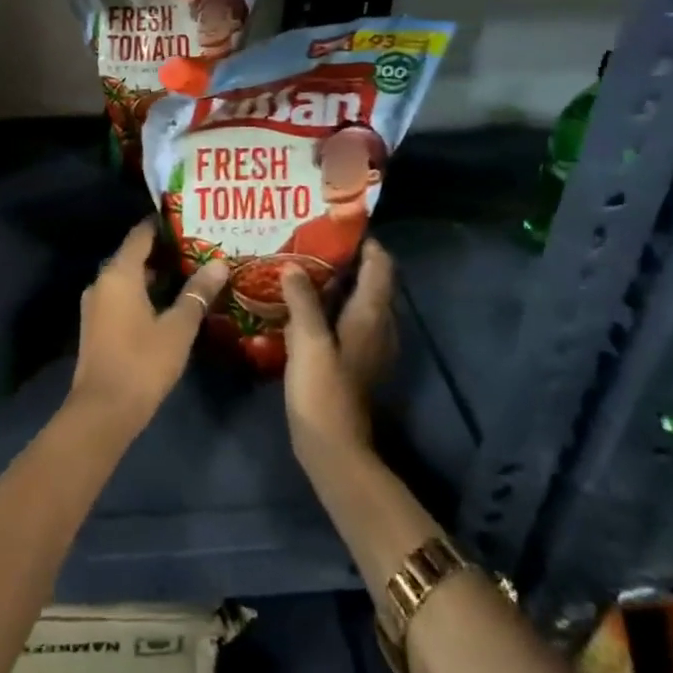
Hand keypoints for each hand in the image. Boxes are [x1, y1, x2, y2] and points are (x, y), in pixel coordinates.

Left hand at [69, 222, 227, 435]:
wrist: (102, 411)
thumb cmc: (142, 362)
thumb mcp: (178, 327)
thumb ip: (197, 293)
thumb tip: (219, 263)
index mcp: (119, 274)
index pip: (140, 235)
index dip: (162, 224)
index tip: (189, 219)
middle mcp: (102, 281)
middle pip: (134, 255)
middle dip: (164, 251)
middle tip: (198, 247)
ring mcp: (96, 304)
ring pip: (128, 278)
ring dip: (155, 275)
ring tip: (190, 273)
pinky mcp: (96, 325)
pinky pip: (121, 296)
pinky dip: (143, 293)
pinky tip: (168, 304)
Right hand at [278, 240, 397, 458]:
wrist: (333, 448)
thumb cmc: (323, 390)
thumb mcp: (308, 340)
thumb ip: (302, 300)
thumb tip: (292, 266)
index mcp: (371, 315)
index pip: (380, 265)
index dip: (365, 242)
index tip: (335, 224)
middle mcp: (378, 325)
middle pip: (371, 279)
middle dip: (347, 258)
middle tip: (310, 241)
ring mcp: (369, 345)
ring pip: (359, 299)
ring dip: (338, 280)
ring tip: (302, 265)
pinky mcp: (356, 360)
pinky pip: (348, 318)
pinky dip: (332, 303)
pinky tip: (303, 303)